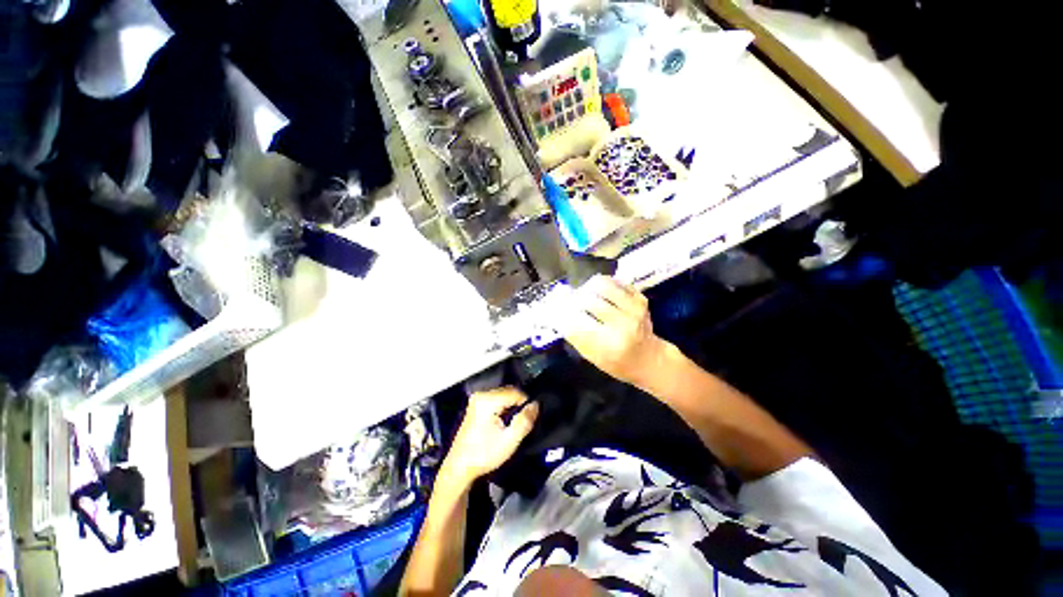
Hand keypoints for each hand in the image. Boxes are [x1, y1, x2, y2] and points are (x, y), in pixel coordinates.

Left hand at [442, 387, 538, 485]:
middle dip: (518, 404)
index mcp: (487, 400)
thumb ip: (525, 420)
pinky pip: (496, 400)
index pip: (515, 392)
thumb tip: (535, 405)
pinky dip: (503, 408)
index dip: (527, 402)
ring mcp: (476, 400)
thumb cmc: (483, 455)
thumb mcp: (510, 440)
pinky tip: (504, 423)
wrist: (459, 468)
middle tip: (524, 421)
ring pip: (503, 396)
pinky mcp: (475, 405)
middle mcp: (480, 395)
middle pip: (509, 392)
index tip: (531, 416)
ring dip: (511, 406)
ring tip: (514, 423)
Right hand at [564, 276, 667, 388]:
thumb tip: (557, 312)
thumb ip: (575, 335)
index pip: (575, 322)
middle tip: (571, 302)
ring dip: (588, 288)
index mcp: (608, 345)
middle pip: (587, 300)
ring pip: (602, 285)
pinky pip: (615, 282)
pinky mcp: (640, 298)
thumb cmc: (617, 363)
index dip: (561, 313)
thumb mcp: (592, 357)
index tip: (556, 310)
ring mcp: (634, 309)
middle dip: (574, 299)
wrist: (650, 359)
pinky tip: (601, 294)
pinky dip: (603, 284)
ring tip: (585, 294)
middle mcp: (622, 325)